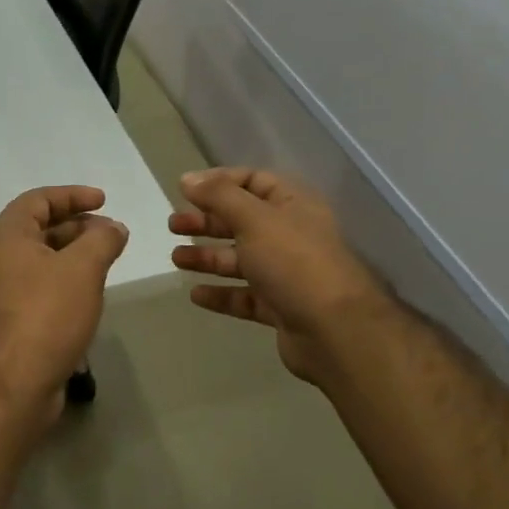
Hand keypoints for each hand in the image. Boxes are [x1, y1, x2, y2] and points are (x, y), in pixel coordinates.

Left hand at [0, 186, 129, 438]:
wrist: (11, 386)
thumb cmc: (45, 315)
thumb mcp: (82, 269)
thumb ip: (102, 240)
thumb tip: (114, 227)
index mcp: (7, 236)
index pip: (39, 200)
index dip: (73, 195)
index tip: (104, 201)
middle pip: (40, 228)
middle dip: (78, 226)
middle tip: (112, 233)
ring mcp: (3, 291)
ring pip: (43, 260)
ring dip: (75, 255)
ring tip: (108, 262)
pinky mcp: (13, 320)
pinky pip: (42, 288)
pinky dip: (67, 282)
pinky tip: (91, 295)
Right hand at [169, 168, 393, 384]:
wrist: (335, 329)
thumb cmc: (293, 262)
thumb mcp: (254, 218)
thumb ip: (219, 196)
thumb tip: (187, 179)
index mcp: (292, 205)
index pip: (253, 181)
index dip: (219, 182)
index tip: (185, 190)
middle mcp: (290, 235)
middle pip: (242, 221)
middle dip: (207, 222)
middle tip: (173, 225)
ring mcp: (287, 273)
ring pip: (240, 260)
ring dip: (208, 257)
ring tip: (176, 260)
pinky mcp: (281, 307)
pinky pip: (245, 296)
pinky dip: (221, 294)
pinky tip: (196, 295)